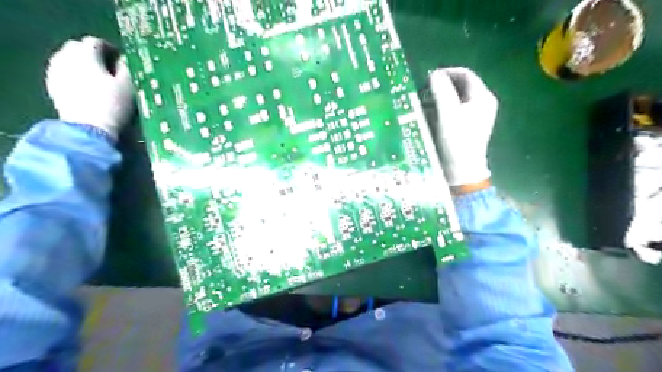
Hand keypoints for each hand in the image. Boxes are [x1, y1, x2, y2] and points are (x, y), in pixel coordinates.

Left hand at [45, 35, 133, 139]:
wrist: (89, 128)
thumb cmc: (113, 105)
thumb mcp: (128, 87)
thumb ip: (127, 69)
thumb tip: (124, 60)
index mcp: (86, 55)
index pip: (95, 42)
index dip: (110, 48)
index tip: (121, 59)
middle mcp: (66, 58)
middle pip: (78, 47)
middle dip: (93, 53)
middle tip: (109, 66)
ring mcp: (56, 71)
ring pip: (67, 58)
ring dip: (82, 63)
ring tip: (98, 77)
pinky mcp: (52, 85)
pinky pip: (63, 72)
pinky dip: (74, 74)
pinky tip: (85, 86)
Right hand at [429, 66, 495, 186]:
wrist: (462, 170)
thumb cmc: (457, 140)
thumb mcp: (448, 113)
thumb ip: (441, 90)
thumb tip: (434, 74)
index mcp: (482, 97)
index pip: (465, 74)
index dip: (447, 72)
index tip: (428, 78)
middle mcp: (482, 104)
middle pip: (461, 86)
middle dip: (442, 85)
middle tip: (425, 90)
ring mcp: (475, 116)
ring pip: (456, 98)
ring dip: (440, 97)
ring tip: (424, 102)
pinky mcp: (467, 127)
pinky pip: (454, 110)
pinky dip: (442, 109)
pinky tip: (430, 114)